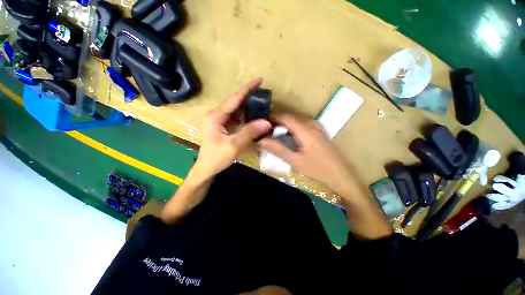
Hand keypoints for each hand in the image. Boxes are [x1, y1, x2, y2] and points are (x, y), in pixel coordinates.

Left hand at [193, 78, 271, 178]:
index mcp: (216, 116)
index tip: (259, 80)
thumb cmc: (216, 158)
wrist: (206, 168)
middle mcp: (215, 114)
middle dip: (248, 96)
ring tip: (260, 102)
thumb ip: (249, 132)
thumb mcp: (234, 145)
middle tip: (263, 93)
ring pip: (234, 109)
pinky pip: (234, 117)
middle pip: (234, 102)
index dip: (247, 89)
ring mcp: (217, 120)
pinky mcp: (220, 126)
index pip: (234, 99)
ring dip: (247, 106)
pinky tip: (252, 116)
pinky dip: (244, 115)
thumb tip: (267, 122)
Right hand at [259, 114, 354, 195]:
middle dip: (278, 120)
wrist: (341, 176)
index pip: (286, 117)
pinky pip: (303, 124)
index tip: (262, 123)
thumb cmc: (318, 169)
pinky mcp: (320, 132)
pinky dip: (293, 127)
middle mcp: (312, 125)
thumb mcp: (296, 161)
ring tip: (275, 132)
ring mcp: (318, 128)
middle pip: (291, 117)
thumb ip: (278, 149)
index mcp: (306, 130)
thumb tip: (262, 140)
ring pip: (297, 120)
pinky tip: (289, 135)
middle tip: (267, 129)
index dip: (273, 117)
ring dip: (285, 124)